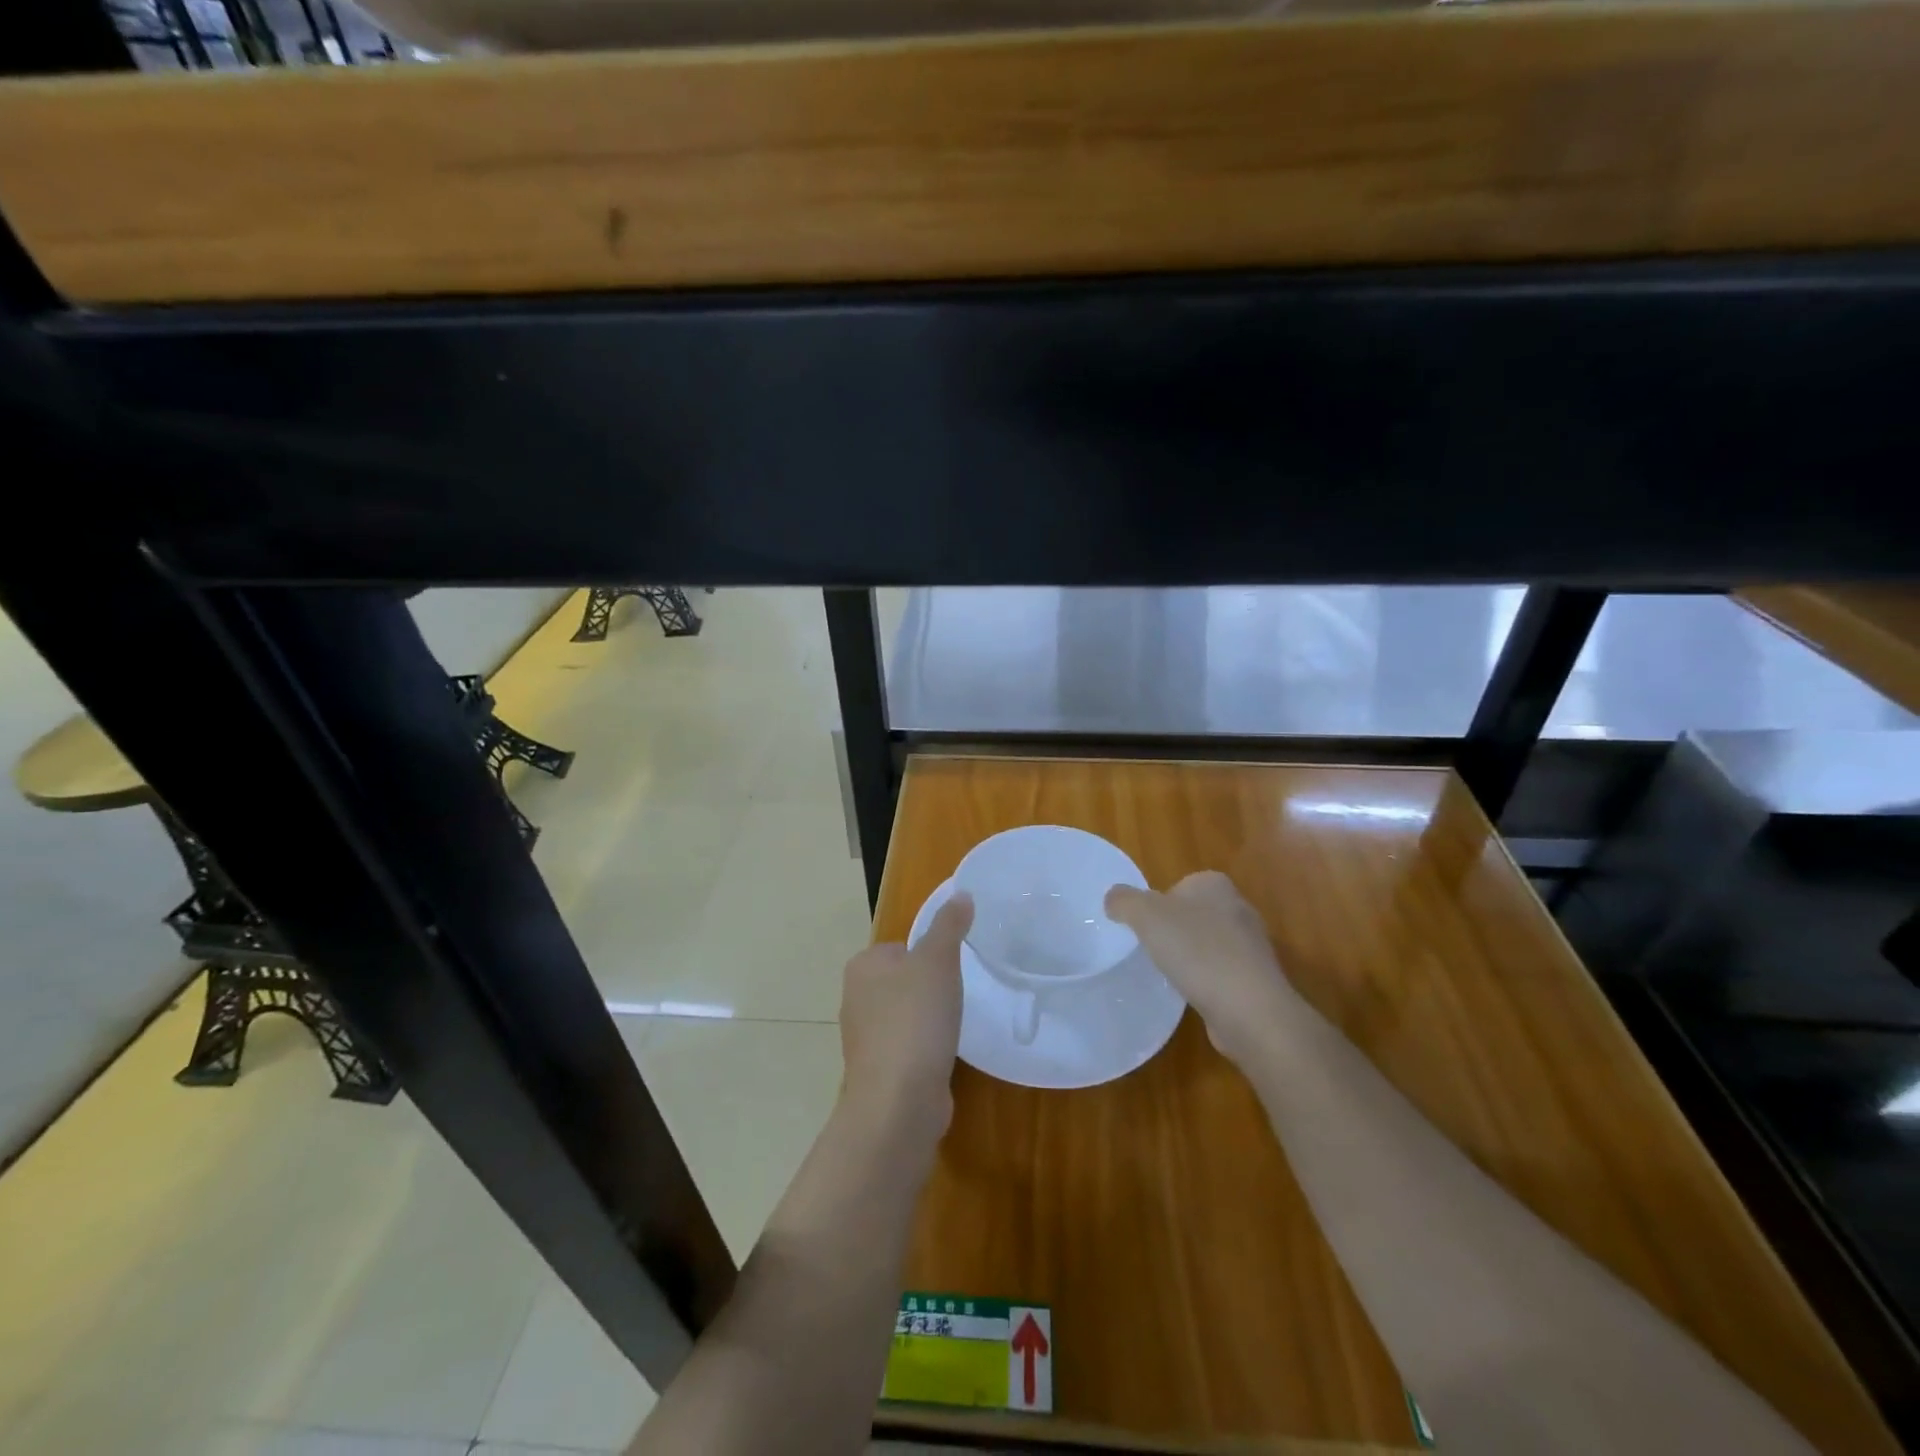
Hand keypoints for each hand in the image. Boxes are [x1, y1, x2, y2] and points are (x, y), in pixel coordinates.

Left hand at [839, 892, 972, 1145]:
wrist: (898, 1101)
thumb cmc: (915, 1019)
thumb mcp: (938, 960)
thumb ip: (950, 925)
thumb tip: (962, 893)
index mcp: (862, 966)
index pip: (901, 947)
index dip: (930, 956)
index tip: (951, 971)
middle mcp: (855, 999)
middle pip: (903, 981)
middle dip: (929, 990)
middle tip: (955, 998)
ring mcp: (864, 1039)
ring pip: (905, 1016)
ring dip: (928, 1021)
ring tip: (950, 1029)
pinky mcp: (878, 1072)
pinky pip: (907, 1048)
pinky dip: (925, 1050)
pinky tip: (942, 1056)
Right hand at [1105, 871, 1298, 1064]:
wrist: (1248, 1009)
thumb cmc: (1196, 950)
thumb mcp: (1146, 916)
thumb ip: (1124, 901)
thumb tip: (1113, 899)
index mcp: (1215, 884)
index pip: (1179, 885)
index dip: (1158, 904)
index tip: (1144, 927)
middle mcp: (1239, 908)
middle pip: (1194, 914)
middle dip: (1174, 930)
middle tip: (1152, 950)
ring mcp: (1251, 946)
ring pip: (1208, 944)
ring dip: (1191, 957)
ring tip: (1171, 975)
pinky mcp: (1256, 979)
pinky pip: (1221, 973)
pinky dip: (1206, 981)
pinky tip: (1193, 995)